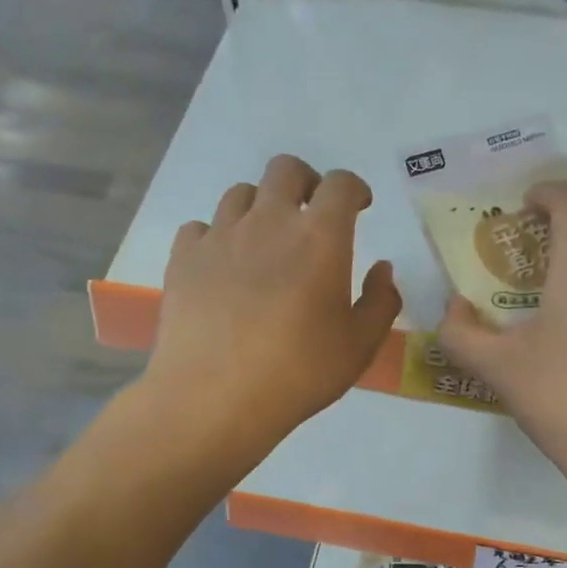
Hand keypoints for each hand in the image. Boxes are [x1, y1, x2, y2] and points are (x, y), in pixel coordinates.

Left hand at [144, 155, 400, 448]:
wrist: (215, 397)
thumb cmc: (300, 373)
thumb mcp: (360, 346)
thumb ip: (380, 301)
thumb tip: (382, 269)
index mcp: (320, 238)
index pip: (341, 184)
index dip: (354, 188)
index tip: (359, 206)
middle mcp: (269, 221)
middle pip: (286, 169)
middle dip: (306, 182)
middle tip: (312, 213)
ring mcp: (221, 236)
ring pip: (241, 193)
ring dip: (261, 207)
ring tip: (266, 242)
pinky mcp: (184, 257)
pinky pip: (201, 227)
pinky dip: (218, 236)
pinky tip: (223, 265)